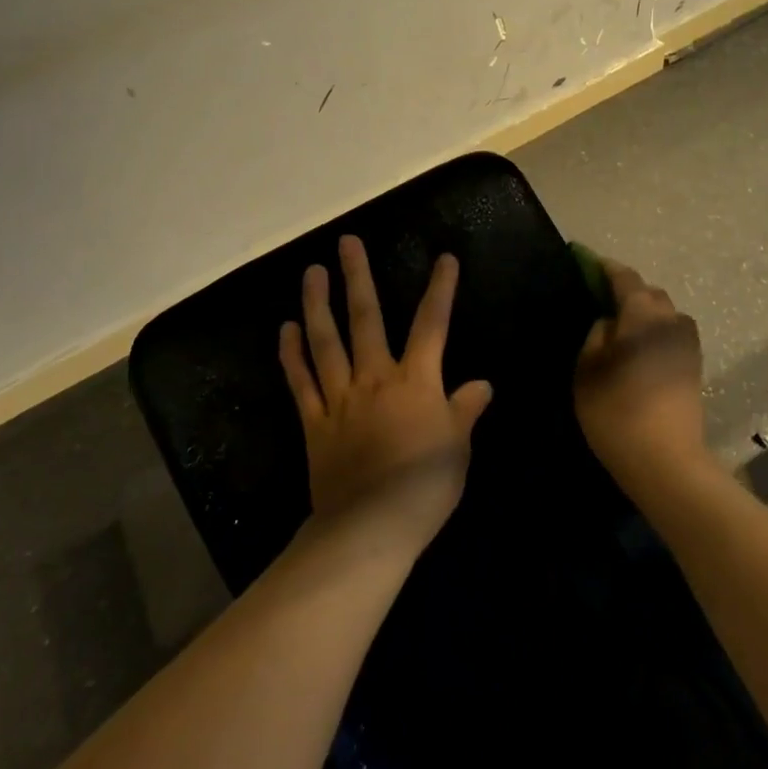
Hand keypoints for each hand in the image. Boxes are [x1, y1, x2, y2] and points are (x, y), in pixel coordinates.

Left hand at [280, 235, 492, 547]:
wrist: (372, 525)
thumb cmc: (425, 486)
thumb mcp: (458, 446)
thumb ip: (465, 409)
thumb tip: (481, 384)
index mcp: (416, 381)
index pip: (432, 325)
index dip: (440, 290)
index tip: (444, 258)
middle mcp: (375, 378)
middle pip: (366, 319)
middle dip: (359, 278)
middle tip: (347, 242)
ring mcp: (340, 398)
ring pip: (326, 342)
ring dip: (318, 304)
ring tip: (311, 272)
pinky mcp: (314, 422)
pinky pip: (301, 382)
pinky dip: (292, 355)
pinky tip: (286, 329)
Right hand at [574, 257, 707, 483]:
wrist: (665, 460)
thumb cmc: (616, 410)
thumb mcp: (588, 369)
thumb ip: (596, 335)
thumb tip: (608, 321)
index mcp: (643, 315)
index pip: (625, 278)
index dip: (604, 267)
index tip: (585, 261)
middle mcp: (672, 321)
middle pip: (650, 293)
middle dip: (627, 290)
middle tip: (599, 299)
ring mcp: (688, 345)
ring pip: (664, 314)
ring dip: (643, 312)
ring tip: (619, 327)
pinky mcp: (694, 367)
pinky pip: (671, 334)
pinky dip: (653, 332)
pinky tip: (637, 349)